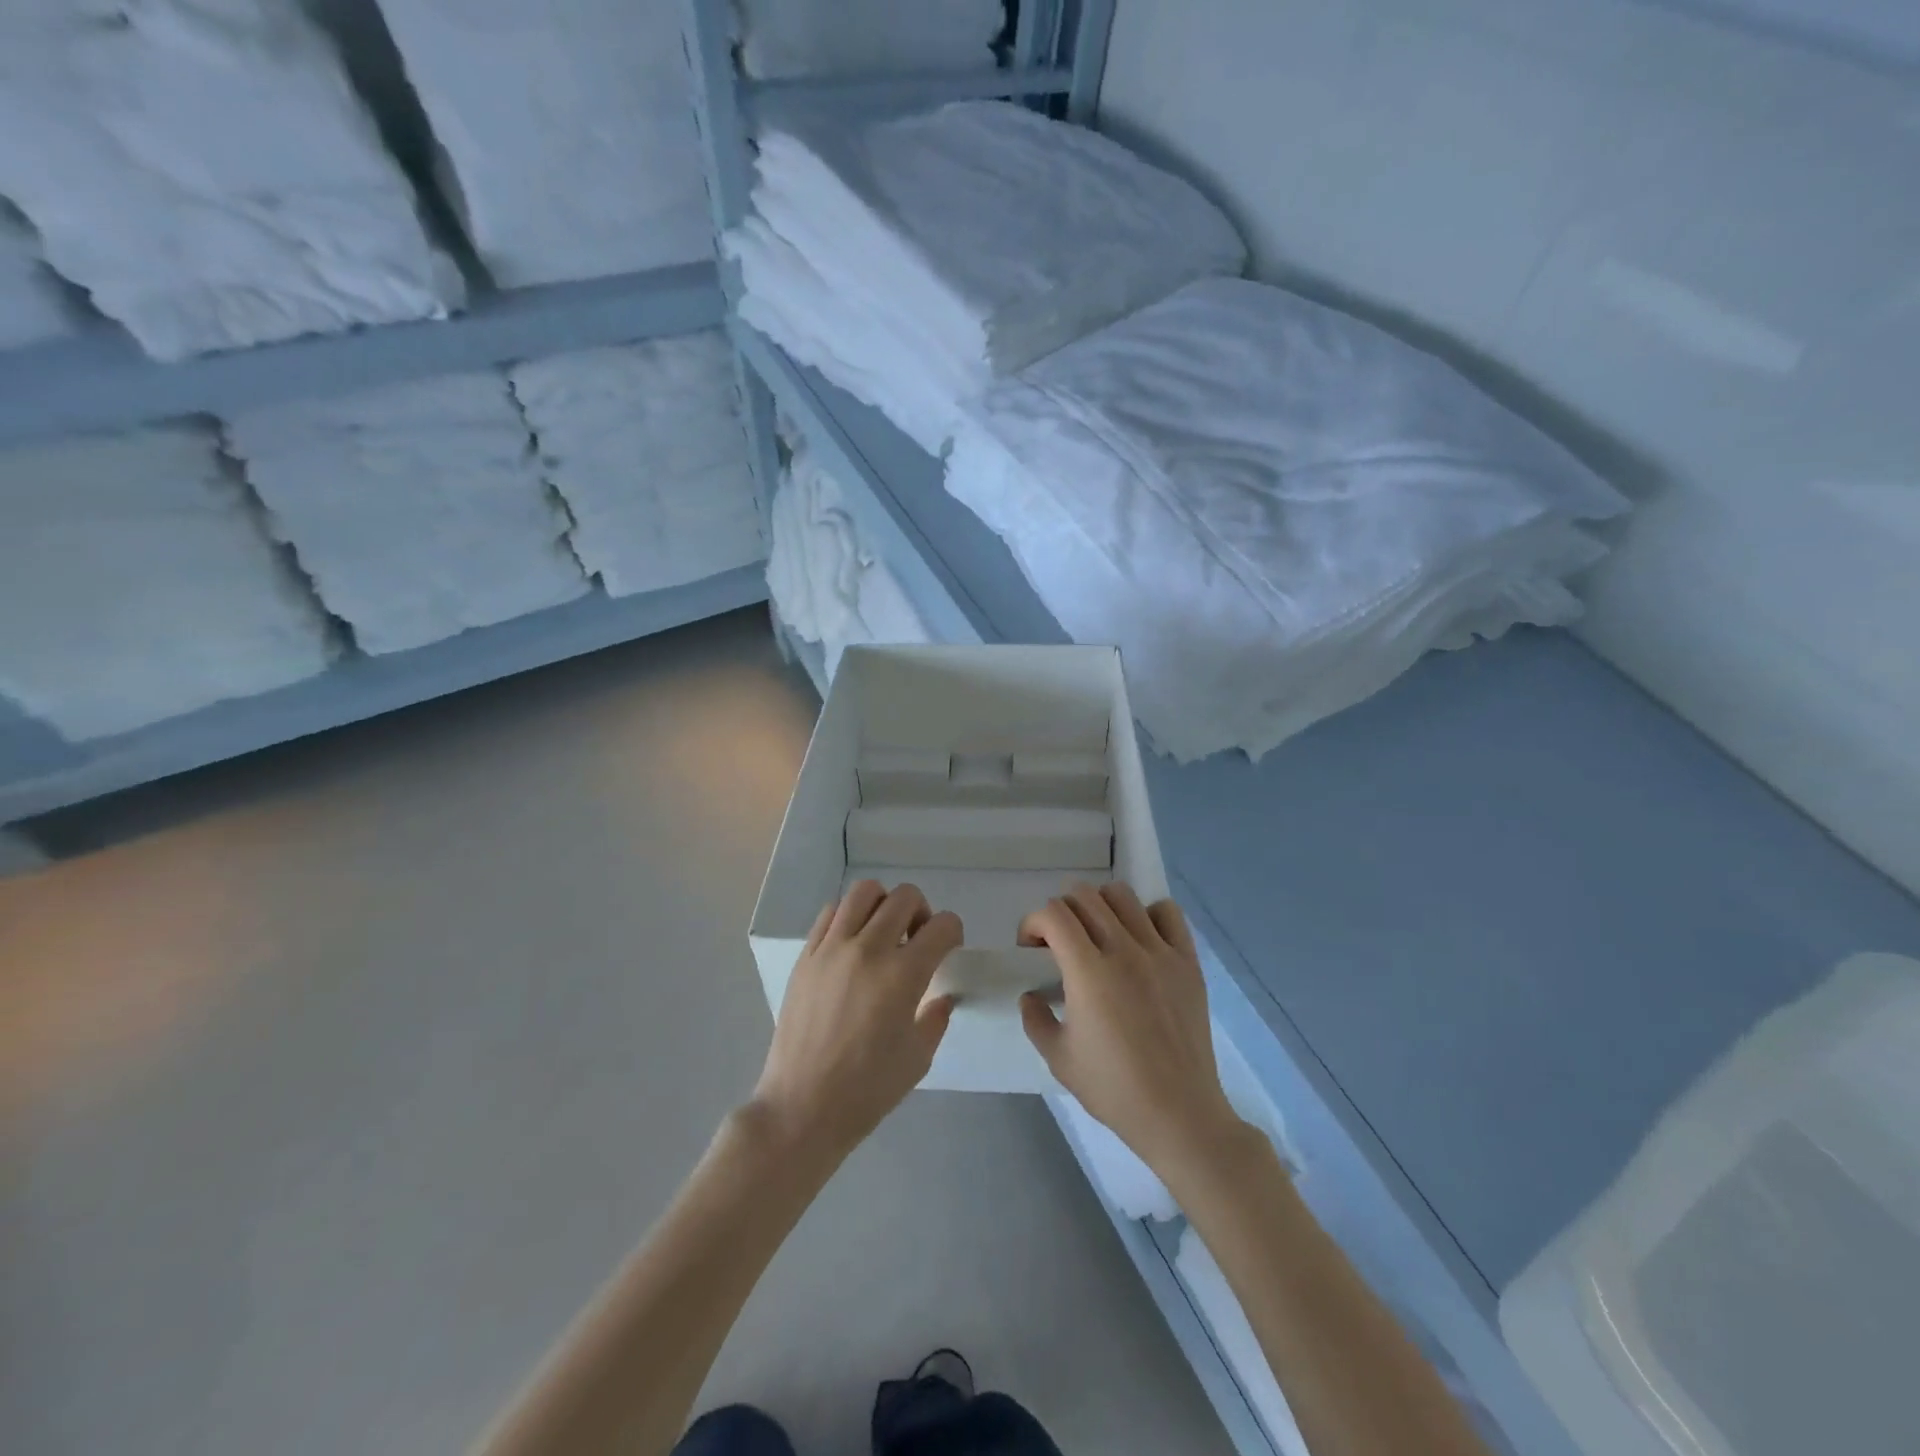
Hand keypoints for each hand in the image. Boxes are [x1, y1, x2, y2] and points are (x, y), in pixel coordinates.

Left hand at [751, 881, 962, 1161]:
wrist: (801, 1108)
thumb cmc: (867, 1090)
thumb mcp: (918, 1057)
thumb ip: (936, 1017)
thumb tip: (941, 996)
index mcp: (903, 975)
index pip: (942, 925)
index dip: (954, 932)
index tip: (949, 949)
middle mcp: (868, 949)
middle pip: (904, 897)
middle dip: (922, 911)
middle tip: (918, 940)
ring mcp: (832, 948)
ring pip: (864, 892)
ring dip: (883, 905)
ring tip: (884, 933)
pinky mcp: (806, 955)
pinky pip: (831, 913)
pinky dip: (849, 917)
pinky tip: (852, 944)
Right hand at [1019, 882, 1241, 1179]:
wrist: (1179, 1112)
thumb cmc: (1113, 1088)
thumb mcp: (1058, 1058)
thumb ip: (1035, 1019)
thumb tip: (1030, 995)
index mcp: (1088, 971)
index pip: (1053, 914)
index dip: (1033, 922)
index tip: (1031, 948)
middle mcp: (1124, 950)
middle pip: (1085, 896)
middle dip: (1061, 911)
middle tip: (1059, 942)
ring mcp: (1160, 952)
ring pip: (1123, 896)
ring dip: (1100, 906)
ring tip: (1098, 935)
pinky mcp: (1188, 961)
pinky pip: (1167, 912)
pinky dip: (1147, 915)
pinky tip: (1139, 940)